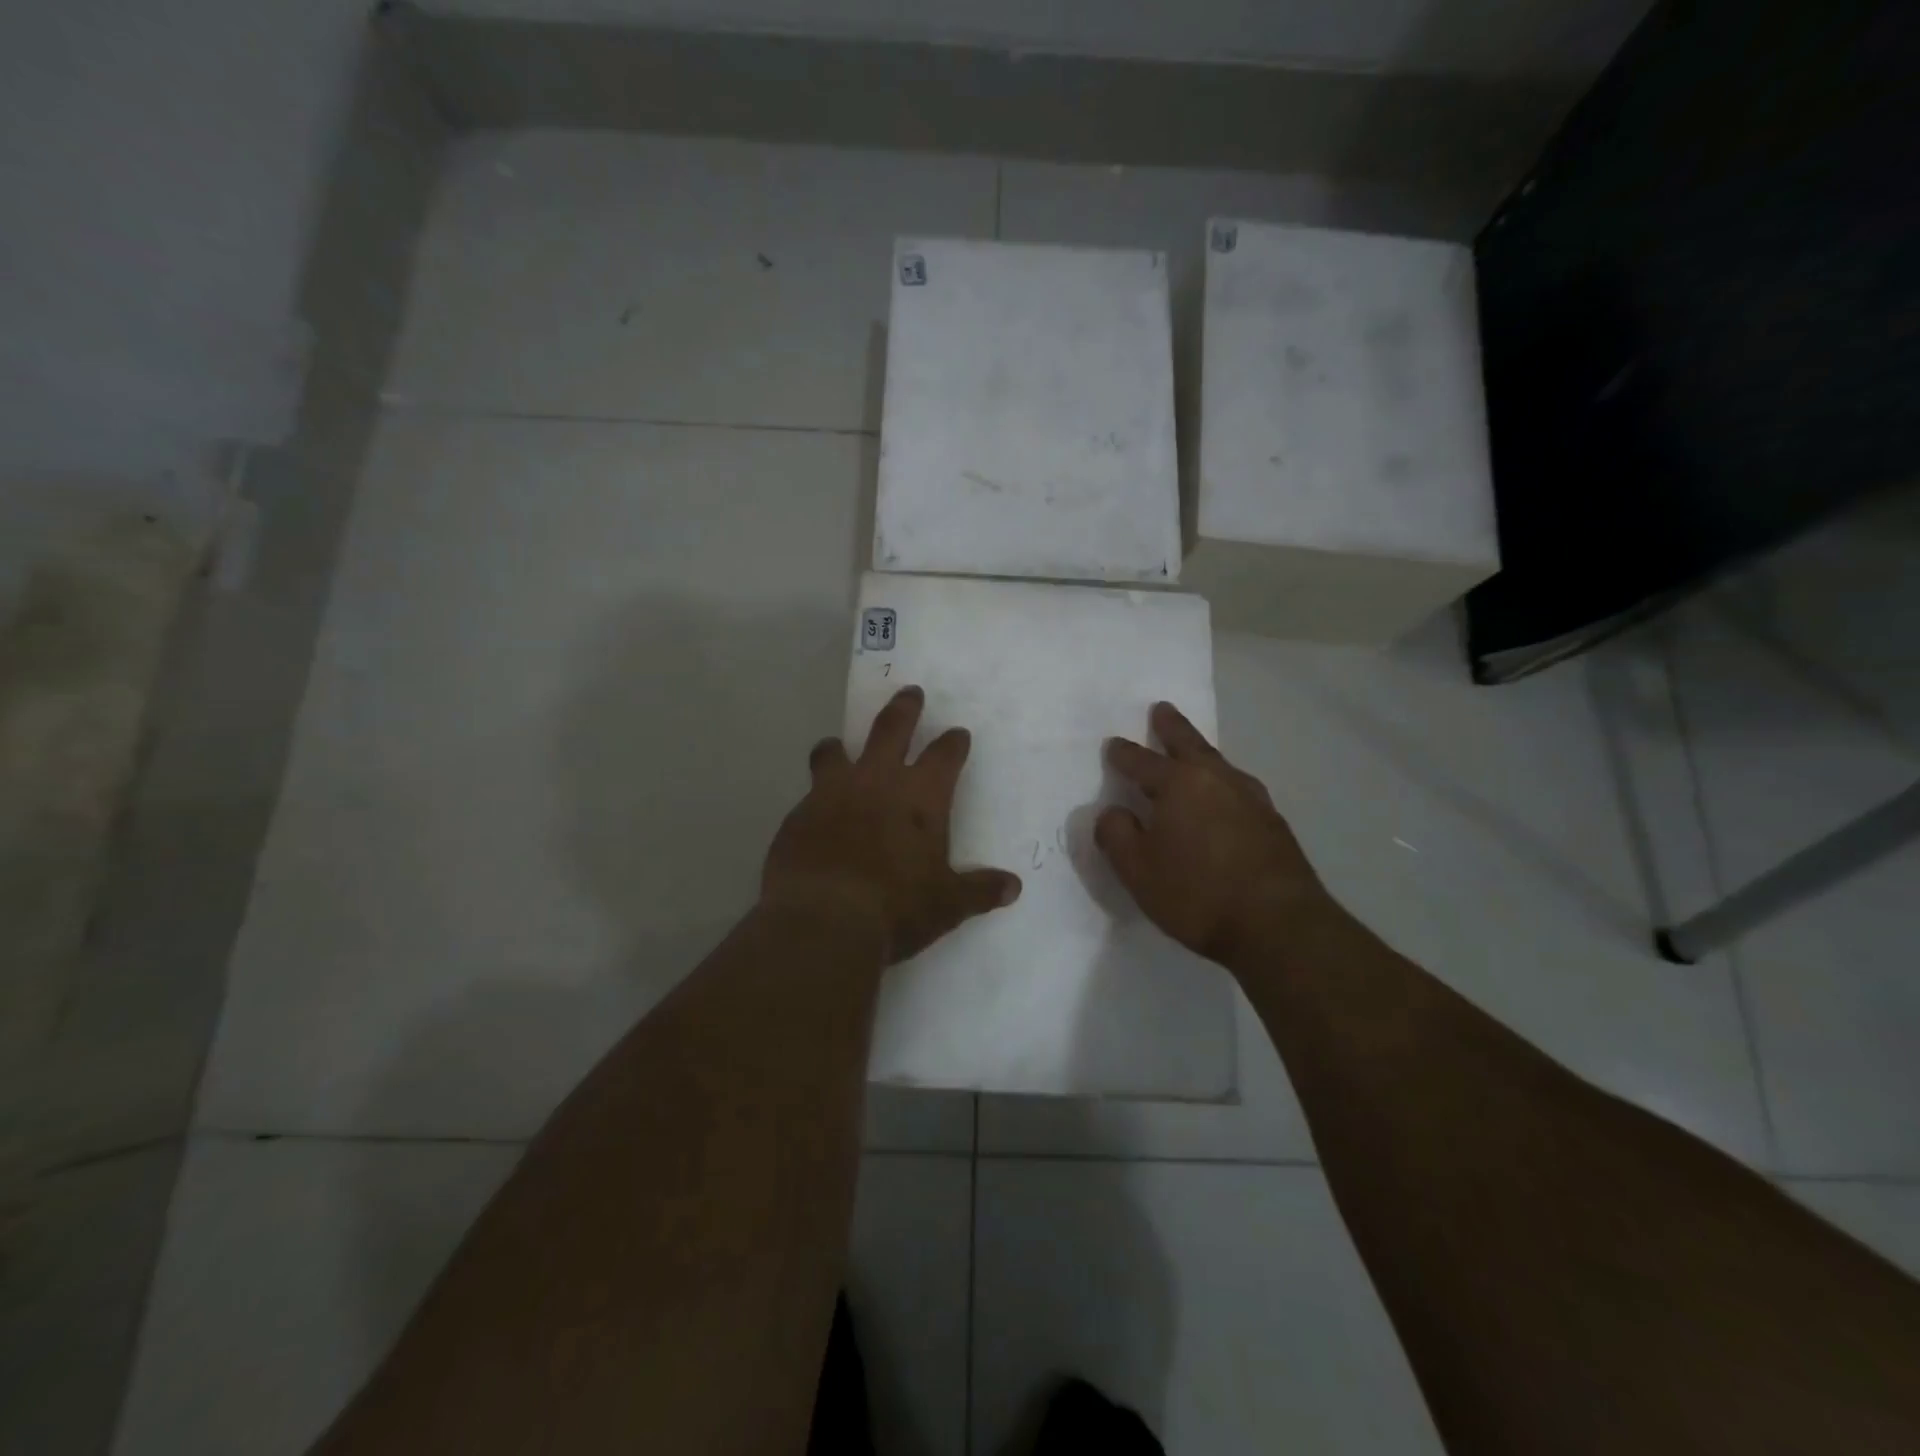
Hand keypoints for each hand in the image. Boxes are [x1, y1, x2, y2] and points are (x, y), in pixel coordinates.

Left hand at [763, 686, 1021, 963]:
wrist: (823, 920)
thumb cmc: (897, 907)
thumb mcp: (947, 904)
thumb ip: (980, 891)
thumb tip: (1013, 887)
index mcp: (921, 796)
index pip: (944, 756)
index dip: (953, 743)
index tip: (958, 734)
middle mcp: (878, 781)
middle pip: (892, 729)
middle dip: (904, 709)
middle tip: (910, 693)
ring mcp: (833, 793)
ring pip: (835, 752)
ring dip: (839, 747)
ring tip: (836, 745)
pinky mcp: (798, 814)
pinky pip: (808, 793)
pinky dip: (816, 795)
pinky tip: (816, 813)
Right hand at [1097, 702, 1333, 964]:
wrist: (1278, 925)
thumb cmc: (1196, 893)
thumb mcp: (1136, 870)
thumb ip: (1116, 835)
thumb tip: (1113, 813)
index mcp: (1178, 785)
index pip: (1141, 761)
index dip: (1123, 754)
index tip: (1113, 745)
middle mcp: (1216, 780)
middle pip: (1189, 744)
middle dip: (1171, 726)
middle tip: (1162, 708)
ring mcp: (1251, 799)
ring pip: (1219, 763)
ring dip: (1201, 752)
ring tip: (1193, 751)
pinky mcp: (1273, 822)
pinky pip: (1239, 789)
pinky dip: (1223, 783)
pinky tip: (1225, 797)